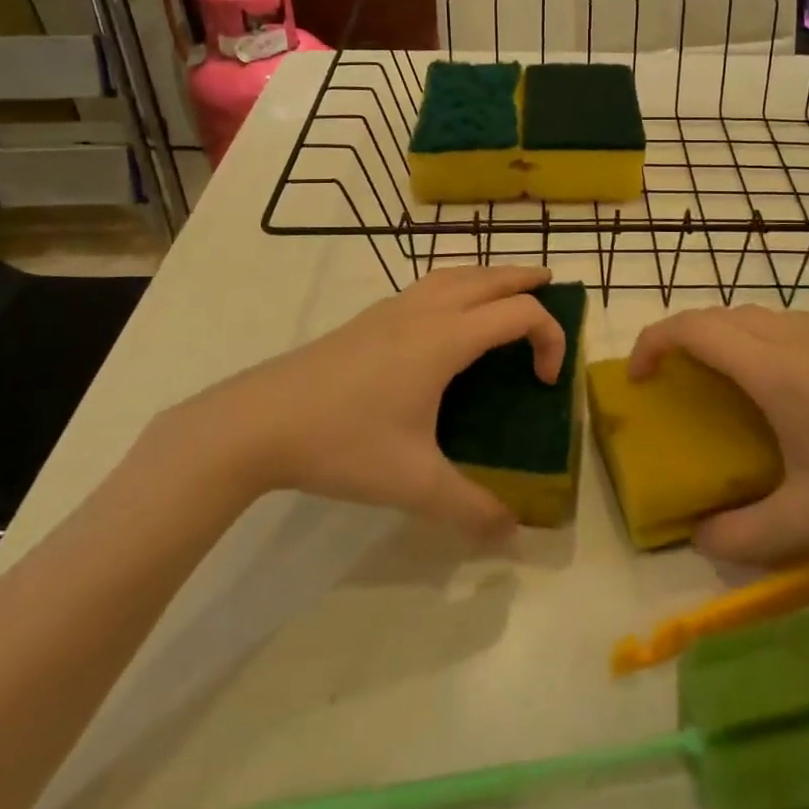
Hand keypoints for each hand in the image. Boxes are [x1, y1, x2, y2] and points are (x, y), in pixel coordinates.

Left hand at [164, 267, 565, 537]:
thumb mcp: (412, 483)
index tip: (545, 382)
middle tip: (551, 283)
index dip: (550, 337)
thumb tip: (512, 534)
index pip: (519, 313)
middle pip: (489, 277)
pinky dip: (454, 285)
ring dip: (488, 275)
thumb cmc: (342, 443)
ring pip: (453, 274)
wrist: (257, 421)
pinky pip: (426, 286)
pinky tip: (443, 316)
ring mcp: (391, 310)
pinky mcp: (366, 319)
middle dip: (525, 278)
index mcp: (445, 338)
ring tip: (504, 290)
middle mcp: (424, 311)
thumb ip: (468, 508)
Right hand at [629, 306, 808, 563]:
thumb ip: (743, 535)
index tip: (637, 379)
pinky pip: (774, 322)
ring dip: (713, 333)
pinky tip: (762, 380)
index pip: (694, 329)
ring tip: (705, 376)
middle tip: (663, 380)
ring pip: (746, 314)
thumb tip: (698, 537)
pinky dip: (745, 335)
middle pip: (715, 314)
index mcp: (773, 370)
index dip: (653, 342)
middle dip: (677, 337)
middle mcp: (791, 339)